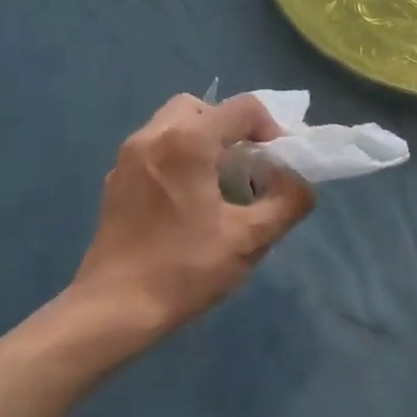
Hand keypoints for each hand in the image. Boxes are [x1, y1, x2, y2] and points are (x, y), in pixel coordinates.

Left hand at [60, 93, 313, 352]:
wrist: (116, 308)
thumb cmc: (186, 269)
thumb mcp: (251, 239)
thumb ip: (287, 202)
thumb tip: (301, 183)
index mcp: (187, 142)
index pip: (243, 108)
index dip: (272, 129)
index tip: (279, 165)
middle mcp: (152, 136)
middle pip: (203, 108)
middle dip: (233, 130)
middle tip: (249, 167)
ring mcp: (127, 157)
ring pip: (174, 126)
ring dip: (205, 143)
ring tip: (221, 186)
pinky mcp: (115, 181)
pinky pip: (155, 150)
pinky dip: (180, 159)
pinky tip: (190, 203)